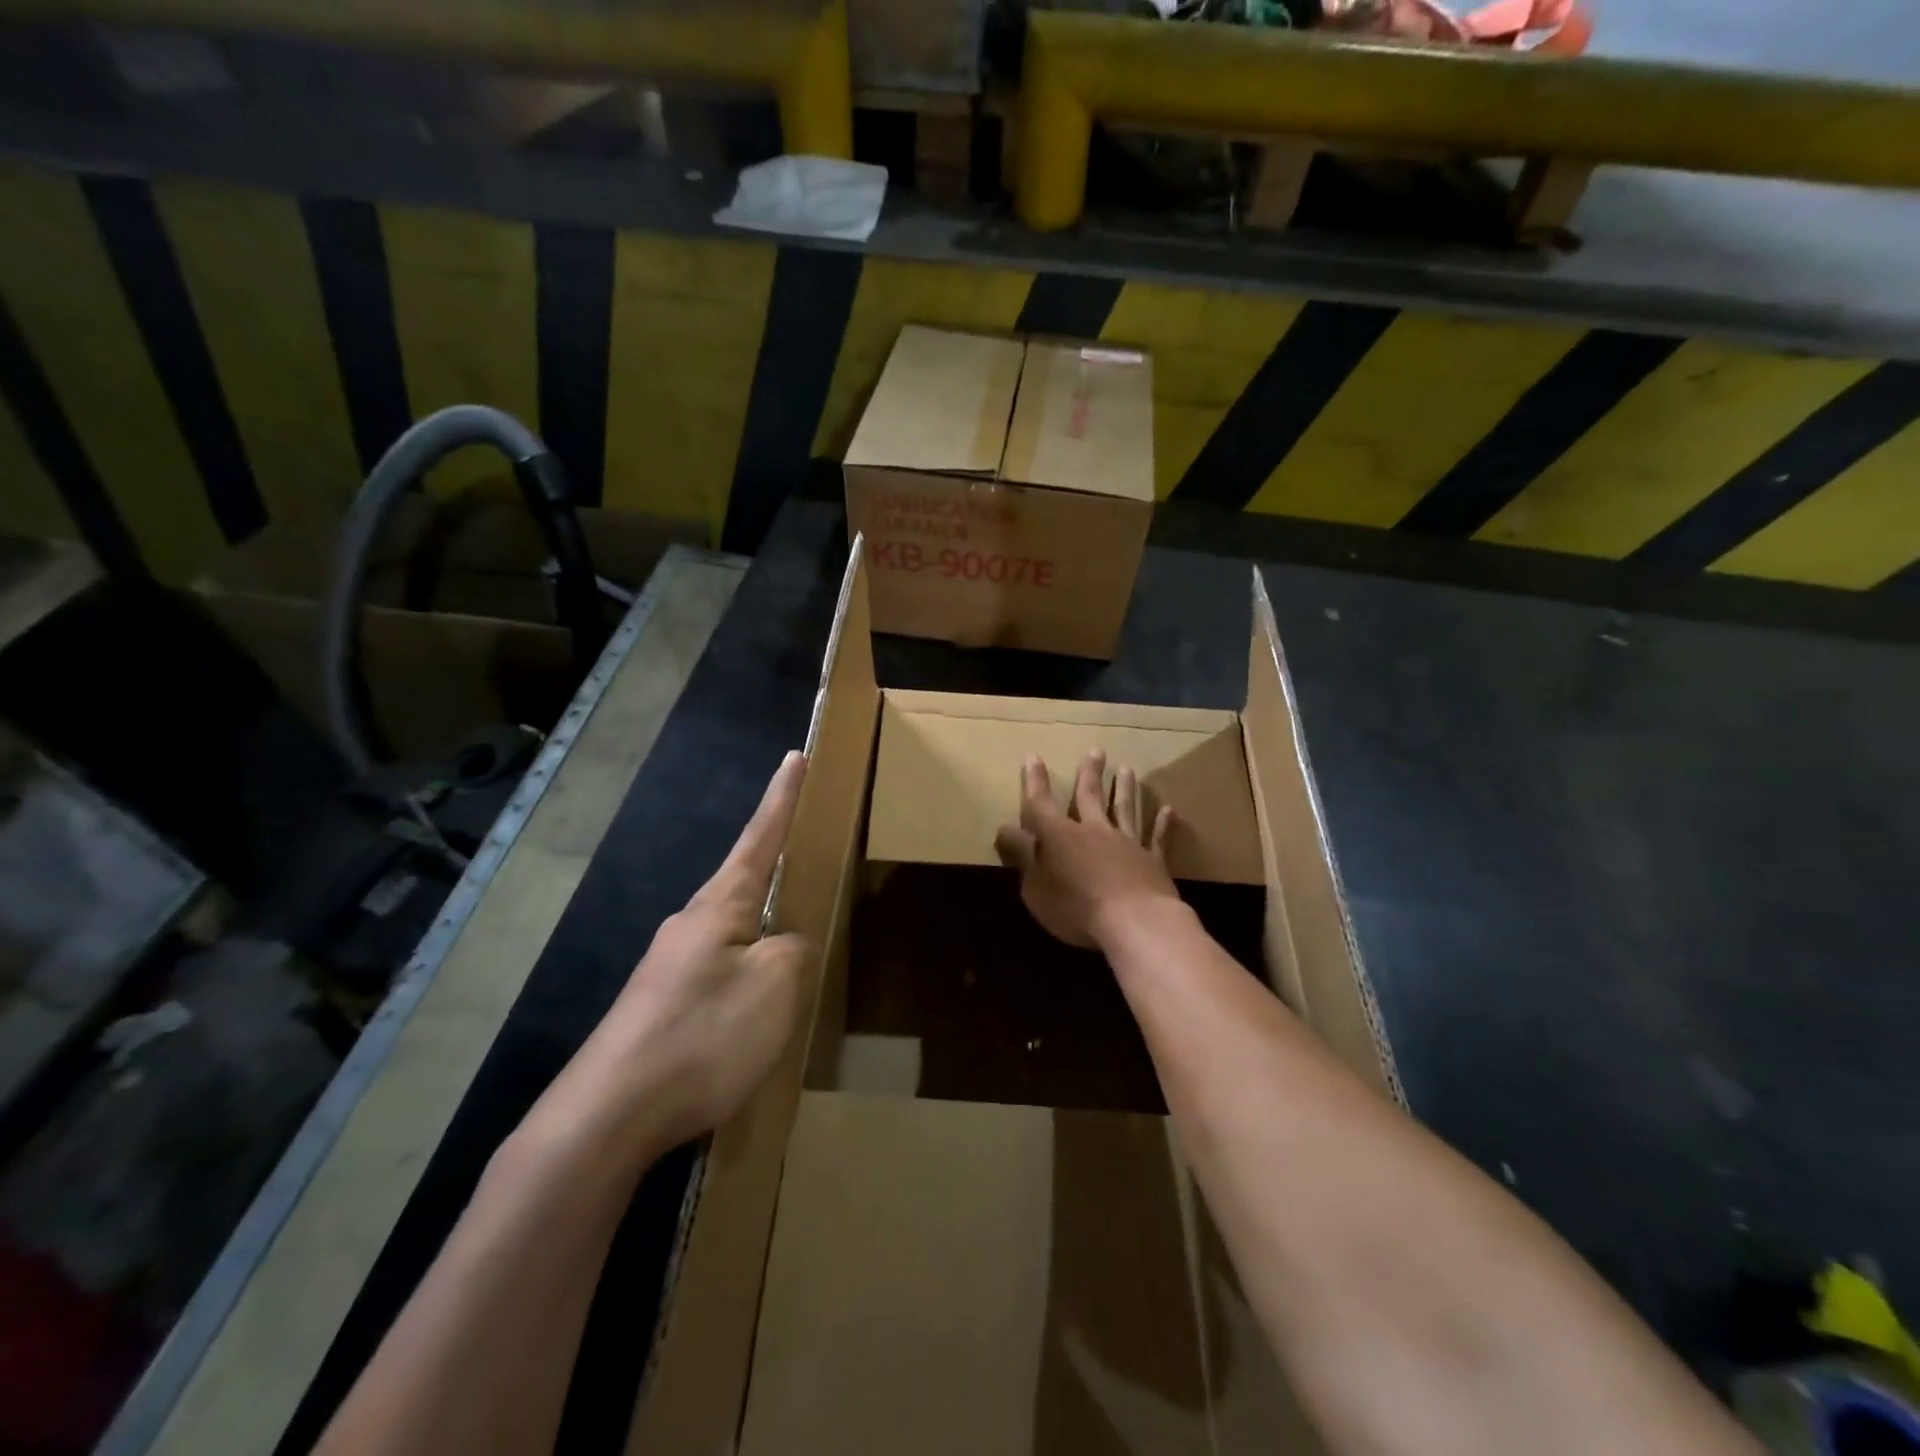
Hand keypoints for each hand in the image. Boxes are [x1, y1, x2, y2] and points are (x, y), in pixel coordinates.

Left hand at [546, 751, 813, 1155]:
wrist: (607, 1118)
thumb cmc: (702, 1036)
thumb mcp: (777, 986)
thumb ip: (796, 949)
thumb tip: (787, 942)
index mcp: (720, 905)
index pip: (761, 836)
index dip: (782, 797)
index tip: (794, 756)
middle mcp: (691, 925)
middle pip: (746, 884)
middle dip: (778, 869)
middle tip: (812, 864)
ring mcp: (672, 967)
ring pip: (735, 935)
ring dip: (766, 934)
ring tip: (797, 954)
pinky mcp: (663, 1007)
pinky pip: (721, 975)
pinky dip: (749, 978)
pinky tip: (759, 1011)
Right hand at [993, 750, 1179, 949]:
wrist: (1135, 922)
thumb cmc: (1076, 909)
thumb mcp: (1036, 887)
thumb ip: (1022, 856)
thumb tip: (1005, 828)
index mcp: (1060, 837)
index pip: (1041, 804)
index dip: (1035, 782)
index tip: (1034, 758)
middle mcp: (1094, 831)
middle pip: (1090, 797)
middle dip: (1089, 773)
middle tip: (1096, 750)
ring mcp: (1127, 843)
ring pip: (1125, 809)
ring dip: (1125, 788)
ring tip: (1127, 769)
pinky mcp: (1153, 861)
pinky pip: (1156, 838)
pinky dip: (1161, 824)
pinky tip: (1167, 810)